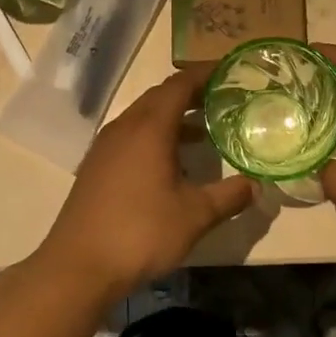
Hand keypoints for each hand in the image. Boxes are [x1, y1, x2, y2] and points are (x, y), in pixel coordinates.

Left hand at [34, 67, 257, 298]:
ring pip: (143, 116)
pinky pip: (130, 135)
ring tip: (202, 130)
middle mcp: (124, 127)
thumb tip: (257, 186)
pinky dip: (154, 135)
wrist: (78, 266)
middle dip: (190, 93)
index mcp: (149, 128)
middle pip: (159, 96)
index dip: (205, 74)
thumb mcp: (195, 216)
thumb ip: (229, 197)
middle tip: (222, 99)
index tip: (229, 70)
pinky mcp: (95, 166)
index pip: (179, 85)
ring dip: (172, 116)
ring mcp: (105, 147)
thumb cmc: (141, 233)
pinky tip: (170, 161)